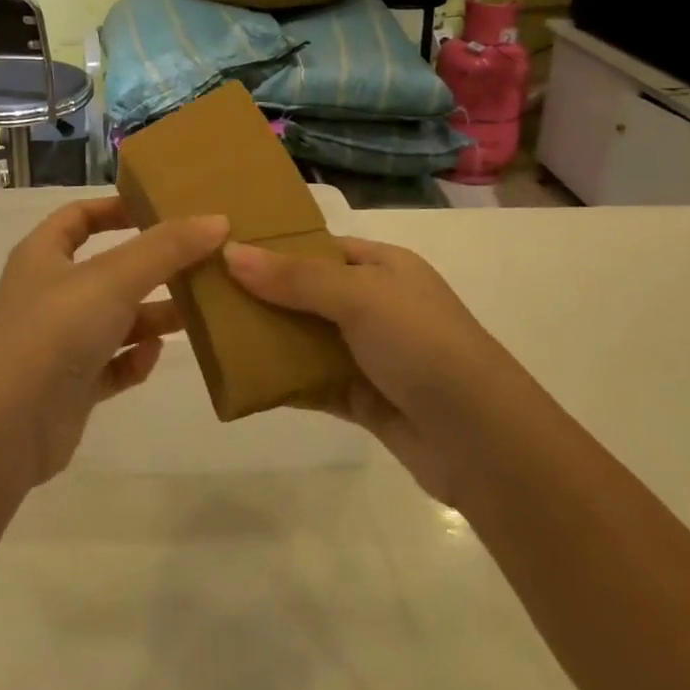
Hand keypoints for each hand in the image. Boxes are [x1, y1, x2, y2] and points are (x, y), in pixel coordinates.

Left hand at [0, 198, 227, 486]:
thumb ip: (166, 248)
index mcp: (44, 255)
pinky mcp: (70, 386)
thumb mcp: (113, 279)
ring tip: (198, 310)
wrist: (3, 429)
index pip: (79, 216)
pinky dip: (134, 359)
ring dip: (152, 315)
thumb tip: (217, 219)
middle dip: (152, 266)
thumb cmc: (54, 332)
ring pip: (115, 319)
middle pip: (108, 269)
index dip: (117, 207)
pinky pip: (111, 364)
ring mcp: (58, 342)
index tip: (163, 209)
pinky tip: (154, 357)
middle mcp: (49, 294)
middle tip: (202, 261)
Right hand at [223, 237, 498, 504]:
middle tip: (206, 294)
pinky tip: (242, 379)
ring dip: (268, 339)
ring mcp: (370, 354)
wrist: (483, 442)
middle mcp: (377, 306)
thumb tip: (230, 251)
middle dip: (262, 294)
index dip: (275, 247)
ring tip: (212, 334)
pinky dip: (282, 381)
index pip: (319, 247)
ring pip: (306, 339)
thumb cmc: (424, 346)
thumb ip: (294, 277)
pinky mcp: (362, 399)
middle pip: (307, 293)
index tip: (223, 249)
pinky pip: (311, 383)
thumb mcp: (360, 297)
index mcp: (384, 267)